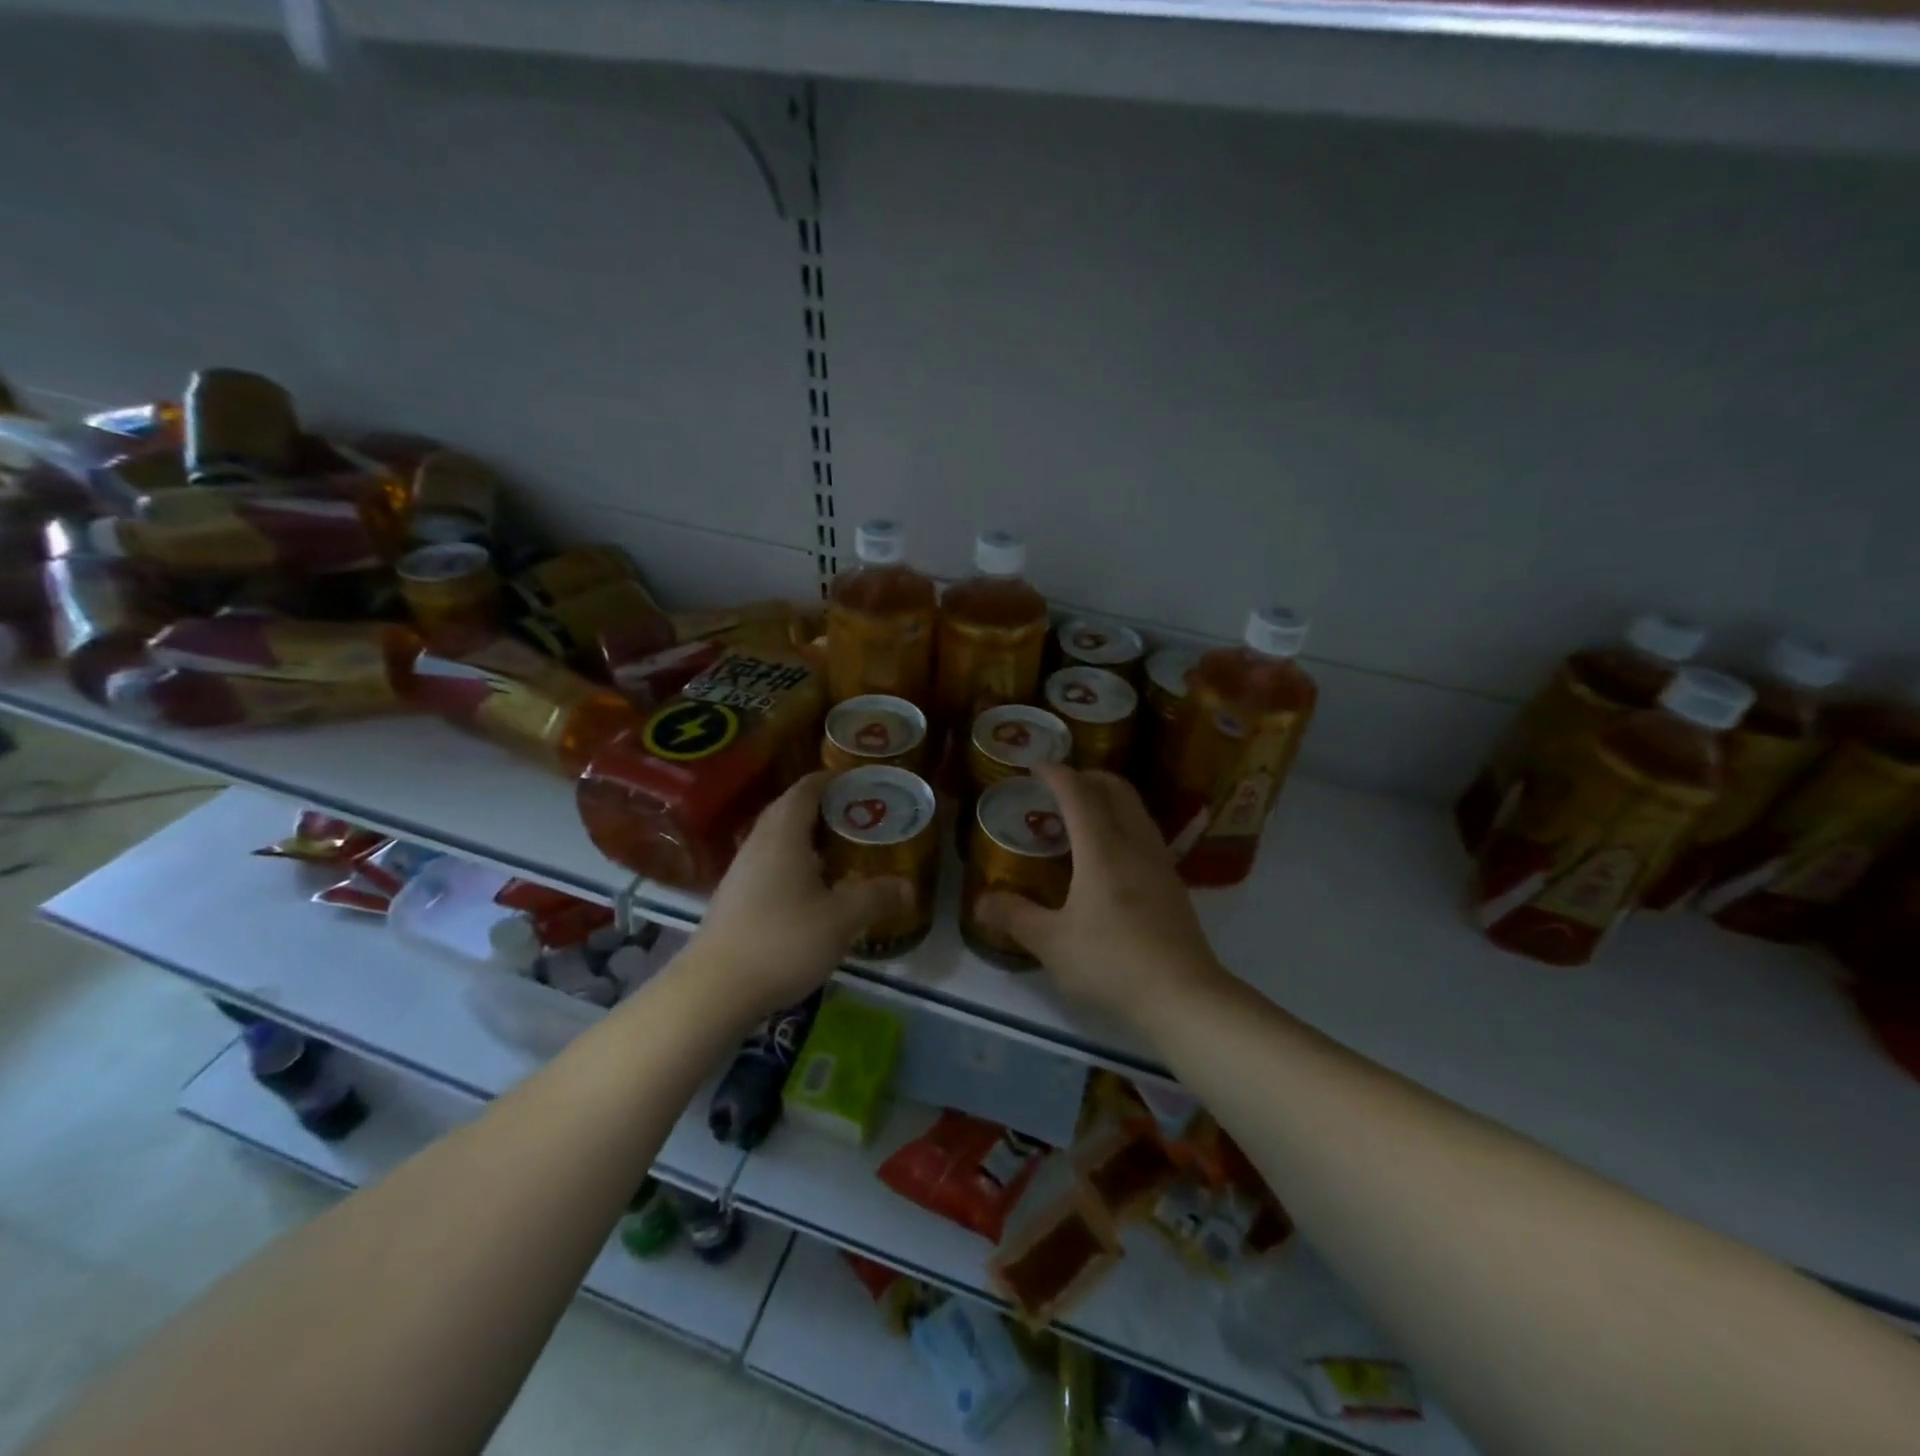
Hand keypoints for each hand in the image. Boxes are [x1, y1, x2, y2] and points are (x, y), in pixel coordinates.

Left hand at [686, 771, 909, 1021]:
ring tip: (839, 849)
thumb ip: (876, 897)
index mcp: (784, 835)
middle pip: (788, 810)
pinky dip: (793, 862)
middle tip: (857, 814)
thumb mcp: (841, 920)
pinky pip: (769, 864)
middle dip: (821, 806)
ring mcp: (741, 872)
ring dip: (806, 836)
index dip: (830, 779)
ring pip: (777, 839)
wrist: (714, 990)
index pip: (805, 790)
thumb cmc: (782, 941)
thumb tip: (908, 886)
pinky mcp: (734, 899)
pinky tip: (811, 889)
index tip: (857, 779)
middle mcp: (759, 844)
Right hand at [976, 765, 1224, 1025]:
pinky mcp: (1173, 884)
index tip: (1036, 766)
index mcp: (1102, 849)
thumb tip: (981, 902)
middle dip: (1087, 777)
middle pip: (1116, 789)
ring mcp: (1160, 862)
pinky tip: (1109, 855)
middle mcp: (1134, 844)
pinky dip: (1123, 823)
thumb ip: (1015, 917)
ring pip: (1136, 810)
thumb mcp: (1052, 943)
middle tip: (1060, 786)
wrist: (1183, 996)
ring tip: (1082, 817)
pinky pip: (1145, 833)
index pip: (1079, 794)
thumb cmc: (1111, 963)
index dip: (1056, 774)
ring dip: (1109, 799)